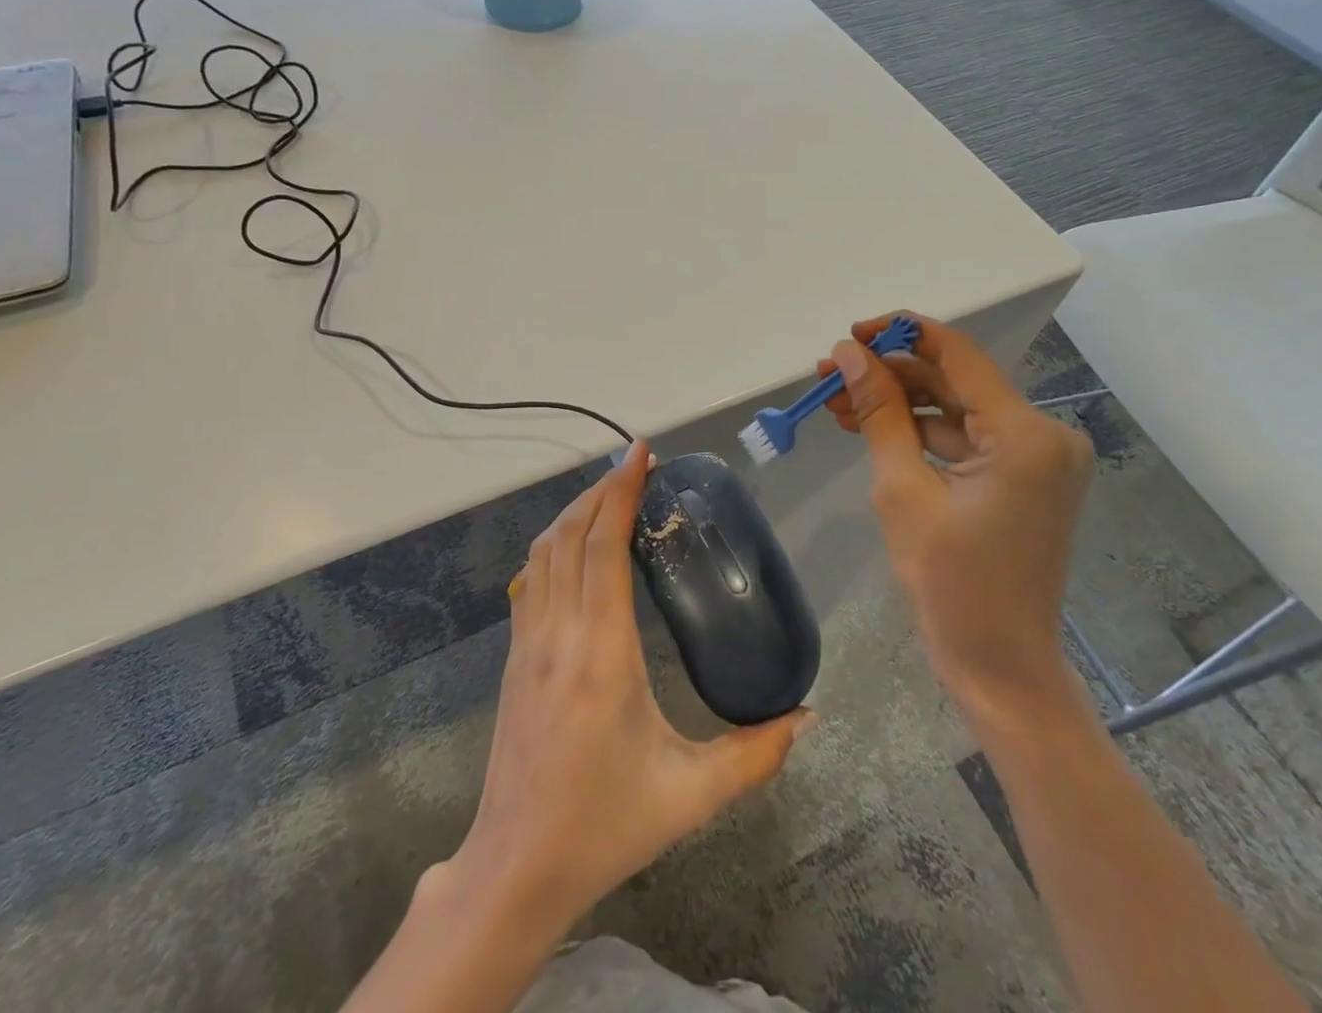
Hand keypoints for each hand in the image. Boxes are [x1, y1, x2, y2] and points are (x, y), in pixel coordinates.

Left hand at [438, 438, 813, 937]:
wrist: (516, 867)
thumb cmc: (606, 825)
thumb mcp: (691, 794)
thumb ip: (755, 755)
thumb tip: (808, 717)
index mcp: (602, 652)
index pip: (604, 545)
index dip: (620, 491)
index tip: (641, 453)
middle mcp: (558, 632)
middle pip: (571, 534)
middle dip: (600, 490)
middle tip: (635, 466)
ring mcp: (527, 642)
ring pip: (544, 551)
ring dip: (574, 512)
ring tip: (608, 494)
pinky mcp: (513, 656)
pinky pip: (531, 578)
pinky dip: (554, 544)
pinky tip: (574, 546)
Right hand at [818, 312, 1093, 720]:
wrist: (1001, 665)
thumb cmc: (950, 584)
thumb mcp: (902, 490)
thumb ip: (878, 413)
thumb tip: (849, 355)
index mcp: (1024, 433)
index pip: (956, 354)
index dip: (899, 334)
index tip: (849, 336)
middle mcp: (1043, 434)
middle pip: (953, 381)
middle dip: (889, 375)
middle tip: (829, 375)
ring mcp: (1038, 457)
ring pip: (955, 409)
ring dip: (899, 404)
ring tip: (838, 403)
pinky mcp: (1025, 477)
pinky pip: (966, 438)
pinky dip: (921, 433)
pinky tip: (872, 430)